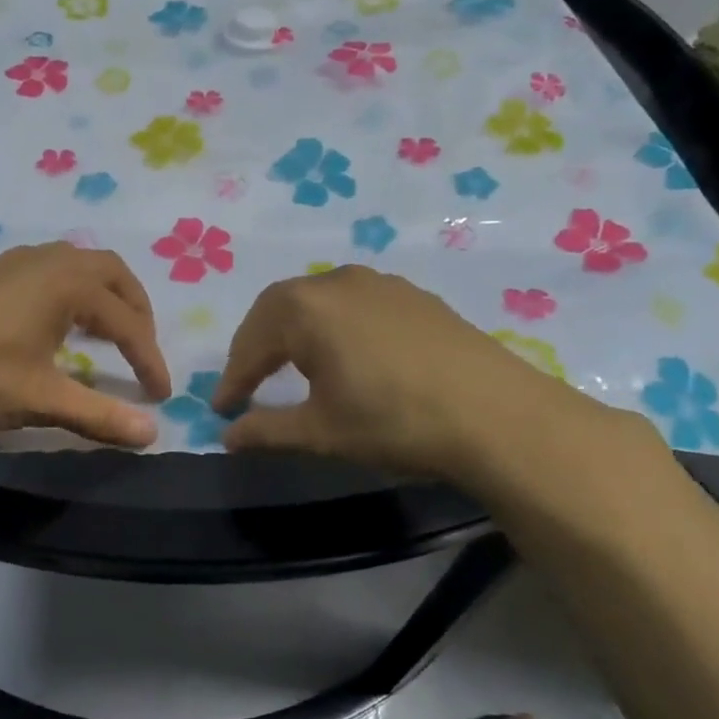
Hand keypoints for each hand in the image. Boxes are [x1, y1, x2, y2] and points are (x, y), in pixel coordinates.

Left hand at [0, 243, 171, 447]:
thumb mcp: (42, 400)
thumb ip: (100, 415)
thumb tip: (152, 436)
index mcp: (67, 284)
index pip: (127, 322)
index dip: (149, 359)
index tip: (160, 395)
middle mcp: (46, 260)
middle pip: (110, 273)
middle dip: (135, 310)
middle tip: (141, 349)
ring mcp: (13, 262)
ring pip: (76, 265)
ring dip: (102, 295)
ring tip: (105, 333)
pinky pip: (47, 270)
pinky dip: (69, 291)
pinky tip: (55, 324)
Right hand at [211, 266, 612, 485]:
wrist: (497, 415)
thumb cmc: (394, 421)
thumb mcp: (320, 432)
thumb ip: (266, 430)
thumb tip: (227, 436)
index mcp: (305, 308)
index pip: (252, 342)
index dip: (233, 377)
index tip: (221, 408)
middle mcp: (337, 282)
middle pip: (280, 308)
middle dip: (258, 345)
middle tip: (249, 382)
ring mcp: (381, 284)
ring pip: (318, 302)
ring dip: (296, 331)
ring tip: (293, 366)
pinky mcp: (414, 296)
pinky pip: (354, 304)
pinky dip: (334, 326)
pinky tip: (347, 355)